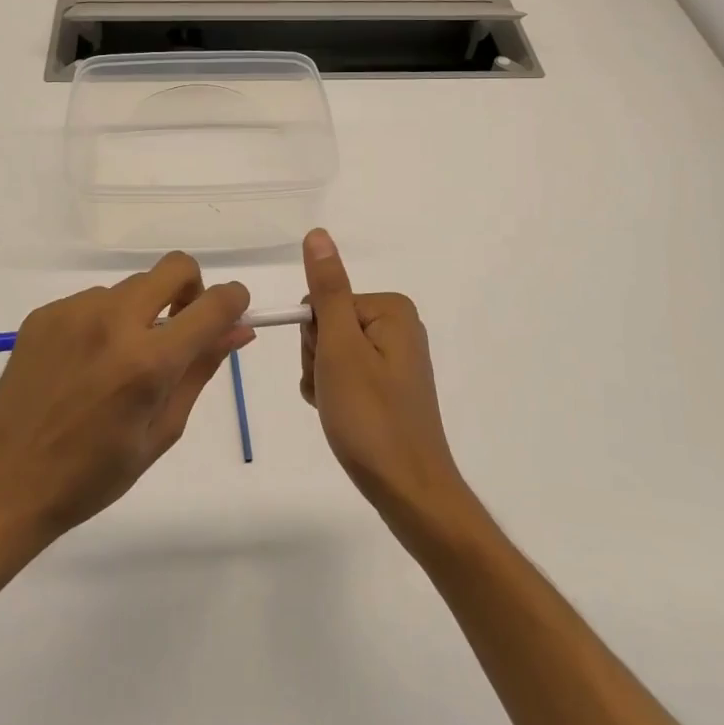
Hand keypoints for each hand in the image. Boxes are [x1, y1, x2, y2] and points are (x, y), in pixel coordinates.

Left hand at [0, 253, 252, 553]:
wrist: (7, 484)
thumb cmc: (94, 474)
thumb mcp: (162, 431)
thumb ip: (201, 370)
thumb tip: (239, 330)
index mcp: (148, 361)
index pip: (213, 304)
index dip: (234, 301)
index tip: (232, 314)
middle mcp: (113, 322)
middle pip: (175, 268)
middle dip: (190, 290)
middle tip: (178, 329)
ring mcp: (73, 312)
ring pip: (131, 287)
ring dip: (142, 311)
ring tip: (118, 362)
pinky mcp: (44, 314)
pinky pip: (93, 300)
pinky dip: (104, 321)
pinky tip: (85, 363)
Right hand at [300, 229, 467, 525]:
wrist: (409, 490)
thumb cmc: (370, 418)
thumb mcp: (340, 349)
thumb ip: (327, 290)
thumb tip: (318, 234)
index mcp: (390, 309)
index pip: (322, 303)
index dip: (314, 339)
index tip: (328, 370)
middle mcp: (397, 326)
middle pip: (327, 326)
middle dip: (318, 360)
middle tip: (335, 393)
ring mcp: (396, 358)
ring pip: (331, 353)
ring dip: (323, 380)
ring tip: (339, 410)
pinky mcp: (391, 386)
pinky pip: (346, 375)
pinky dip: (335, 394)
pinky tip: (343, 417)